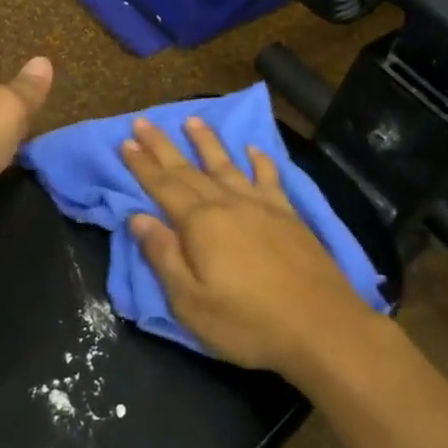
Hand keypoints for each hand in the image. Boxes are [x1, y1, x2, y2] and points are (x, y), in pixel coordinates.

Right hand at [120, 115, 384, 377]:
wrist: (321, 326)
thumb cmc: (248, 322)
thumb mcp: (191, 302)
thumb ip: (164, 256)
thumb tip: (138, 218)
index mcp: (200, 224)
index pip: (163, 187)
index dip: (142, 165)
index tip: (125, 143)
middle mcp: (228, 204)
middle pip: (189, 169)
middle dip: (163, 146)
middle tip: (143, 122)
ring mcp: (262, 206)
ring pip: (227, 165)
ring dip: (207, 142)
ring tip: (192, 120)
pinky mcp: (289, 216)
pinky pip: (269, 178)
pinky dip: (260, 162)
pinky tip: (253, 149)